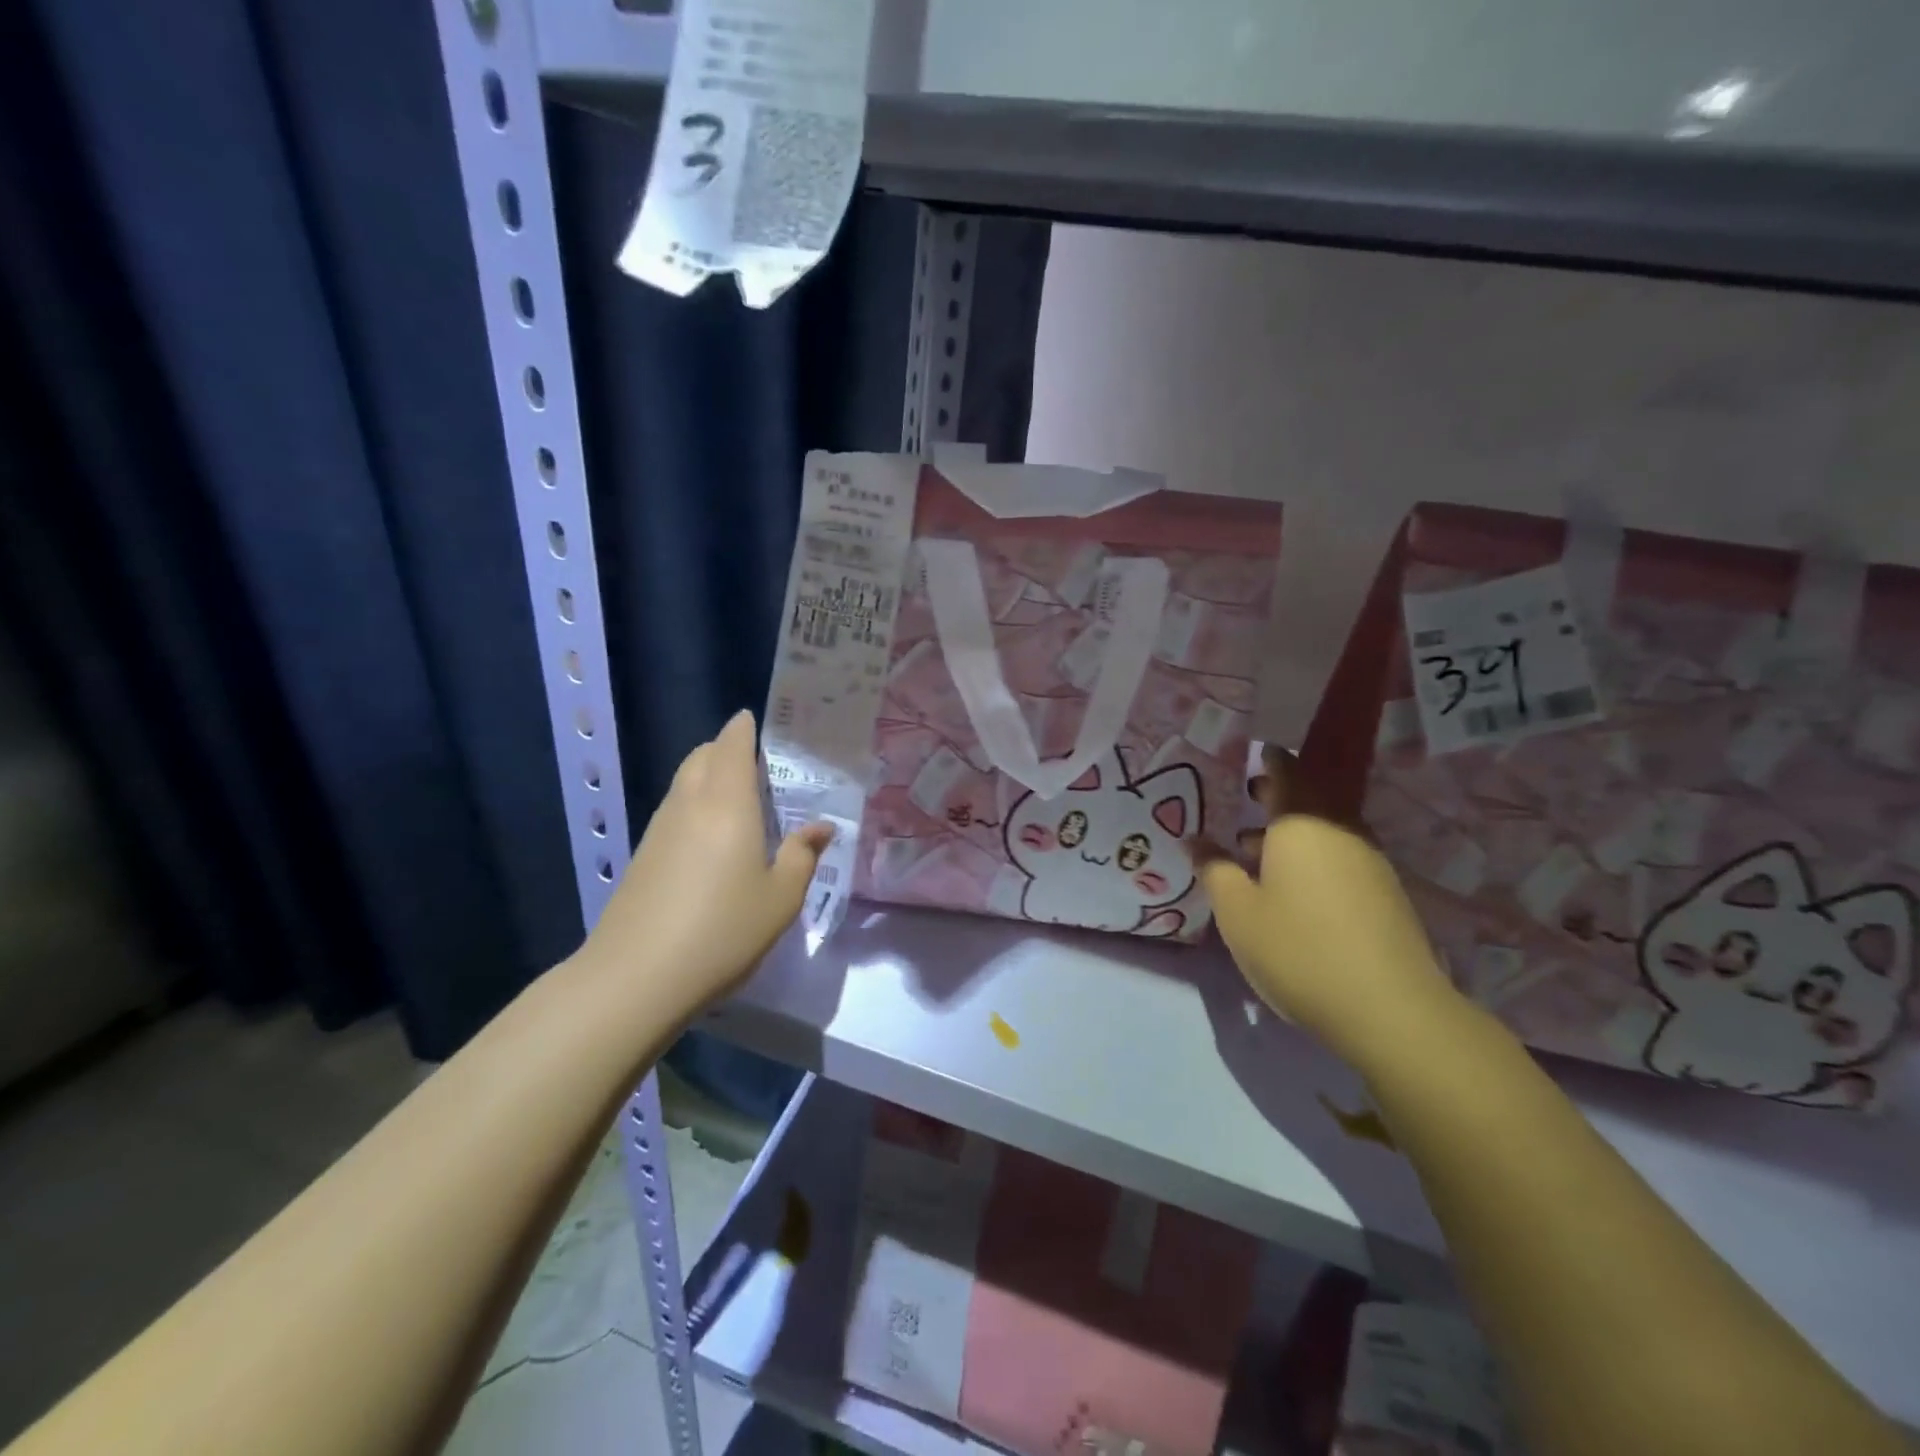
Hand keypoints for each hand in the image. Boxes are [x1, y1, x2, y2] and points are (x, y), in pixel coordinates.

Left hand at [577, 710, 830, 1014]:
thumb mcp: (781, 898)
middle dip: (726, 749)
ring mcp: (660, 829)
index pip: (731, 744)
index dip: (744, 728)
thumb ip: (802, 855)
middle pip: (703, 756)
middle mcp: (690, 804)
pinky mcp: (644, 855)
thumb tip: (820, 827)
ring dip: (709, 776)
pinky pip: (675, 810)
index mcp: (727, 802)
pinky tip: (714, 838)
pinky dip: (696, 804)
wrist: (636, 977)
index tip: (759, 722)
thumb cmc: (723, 931)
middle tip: (760, 765)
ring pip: (685, 782)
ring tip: (741, 799)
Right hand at [1197, 747, 1462, 1062]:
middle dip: (1279, 795)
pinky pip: (1340, 857)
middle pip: (1311, 799)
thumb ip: (1213, 869)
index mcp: (1301, 824)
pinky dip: (1312, 857)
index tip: (1255, 753)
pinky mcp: (1384, 894)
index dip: (1271, 760)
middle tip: (1249, 796)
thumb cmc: (1297, 948)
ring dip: (1292, 832)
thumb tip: (1194, 840)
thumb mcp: (1237, 911)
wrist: (1389, 1009)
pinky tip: (1291, 888)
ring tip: (1255, 850)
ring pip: (1325, 831)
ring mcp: (1368, 862)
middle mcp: (1340, 831)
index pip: (1288, 773)